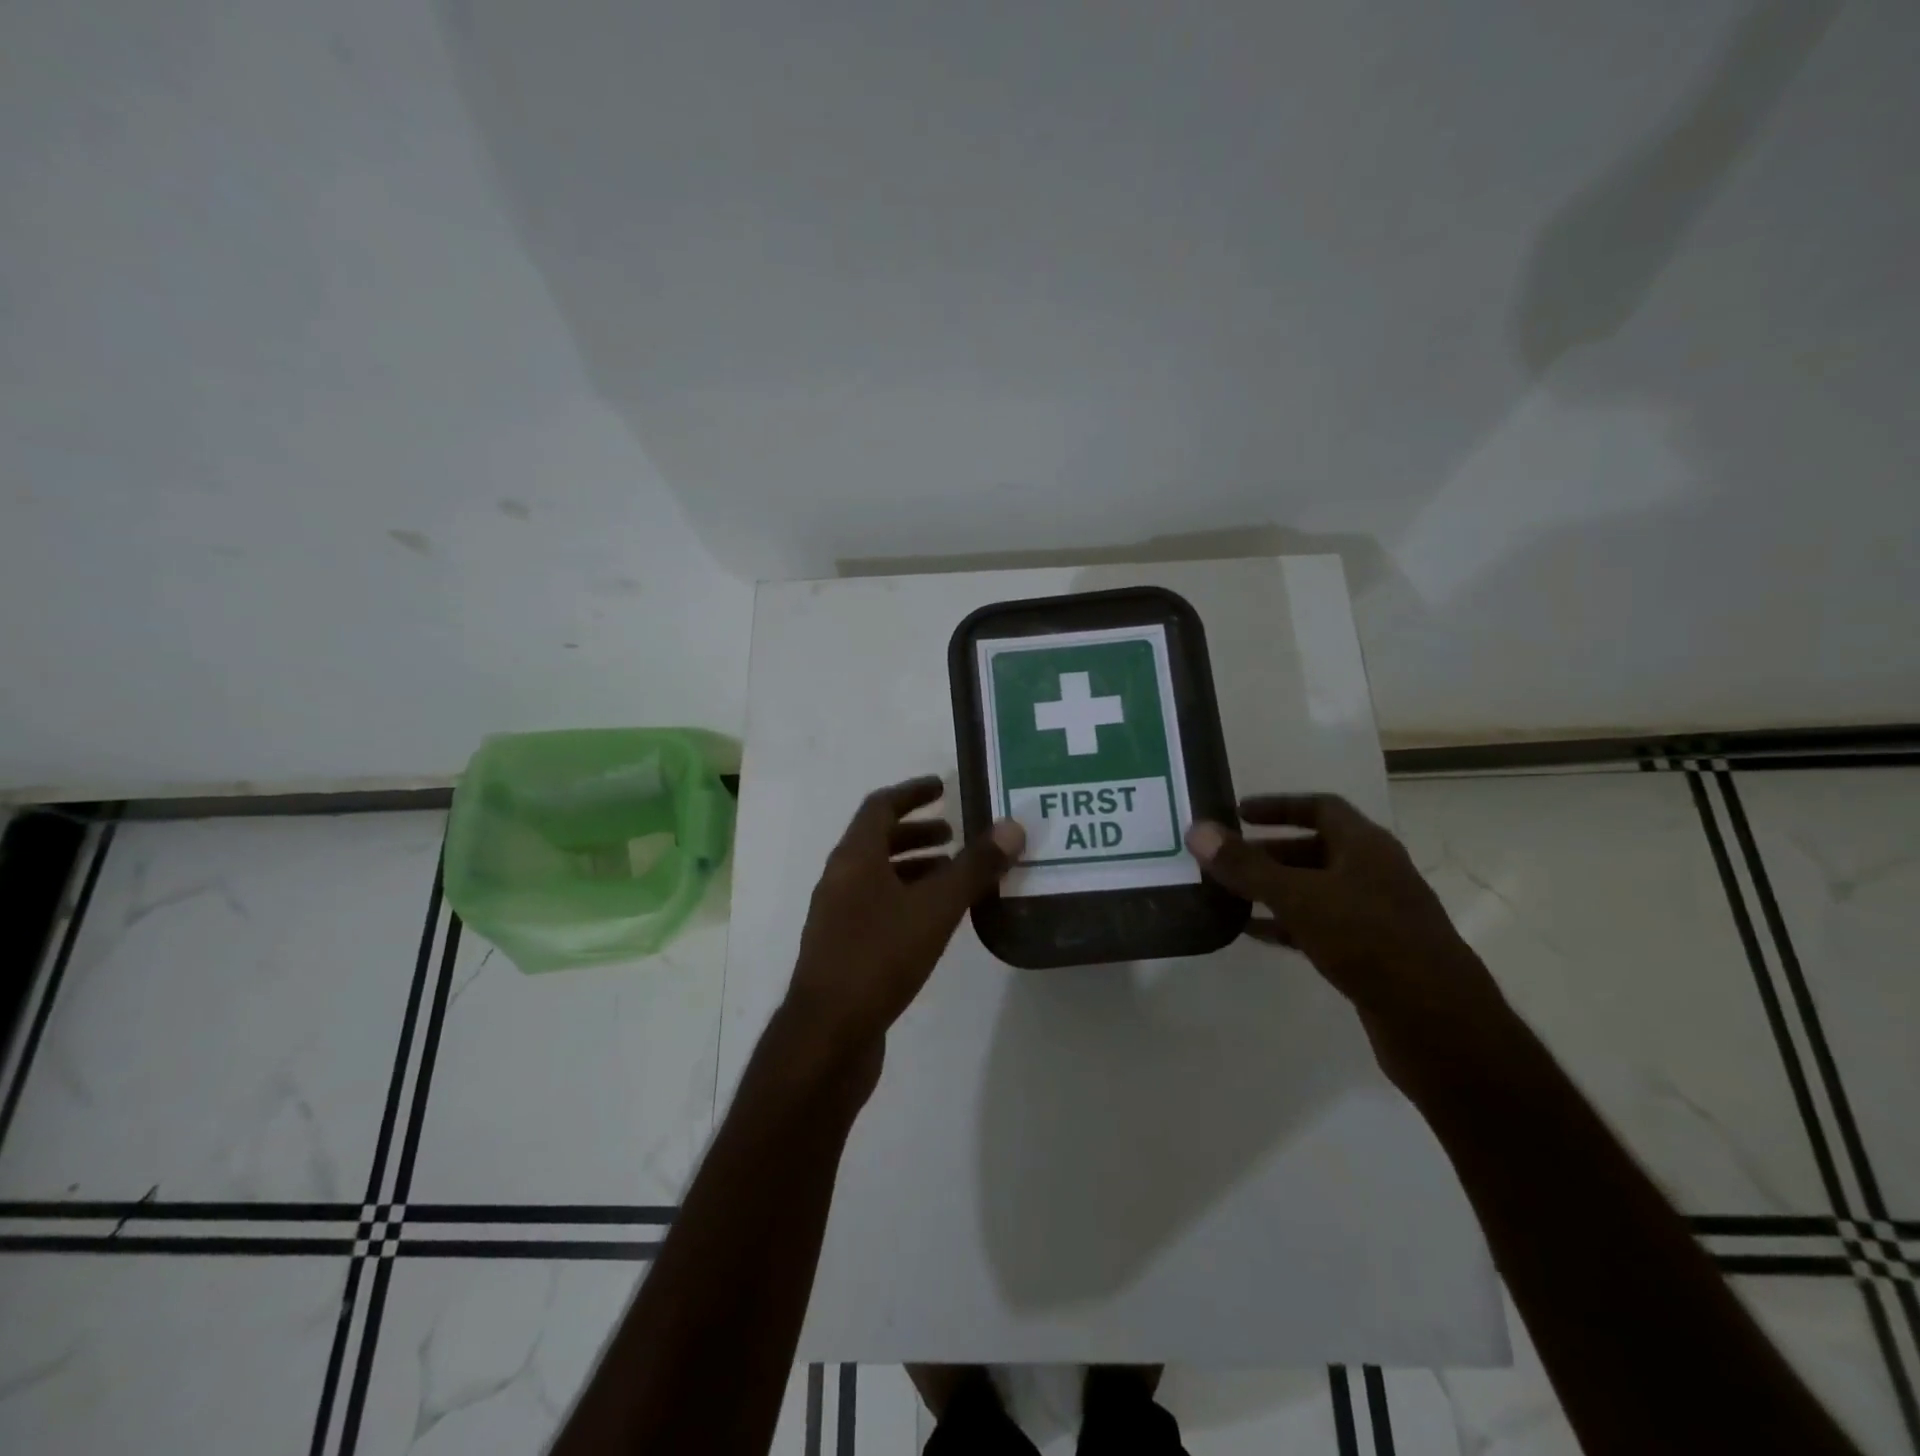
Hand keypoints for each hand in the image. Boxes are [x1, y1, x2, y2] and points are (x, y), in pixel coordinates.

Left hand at [786, 776, 1023, 1058]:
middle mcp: (839, 879)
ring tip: (953, 876)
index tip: (942, 786)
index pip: (880, 806)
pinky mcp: (843, 949)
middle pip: (877, 840)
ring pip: (878, 877)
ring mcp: (837, 916)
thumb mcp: (935, 908)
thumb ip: (974, 868)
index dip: (912, 792)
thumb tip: (1012, 826)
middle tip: (955, 835)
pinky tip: (934, 921)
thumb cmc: (879, 957)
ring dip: (914, 868)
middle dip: (917, 832)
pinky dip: (906, 899)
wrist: (828, 1035)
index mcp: (853, 858)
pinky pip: (877, 906)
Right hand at [1185, 794, 1509, 1073]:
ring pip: (1316, 890)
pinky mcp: (1374, 955)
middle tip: (1224, 860)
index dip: (1279, 806)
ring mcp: (1377, 915)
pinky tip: (1256, 934)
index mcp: (1367, 847)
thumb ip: (1247, 866)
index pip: (1321, 807)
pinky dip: (1287, 924)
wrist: (1438, 1025)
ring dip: (1275, 889)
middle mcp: (1375, 873)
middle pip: (1315, 849)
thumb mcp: (1299, 897)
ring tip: (1229, 895)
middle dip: (1268, 852)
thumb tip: (1197, 830)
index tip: (1238, 813)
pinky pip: (1321, 926)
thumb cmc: (1369, 943)